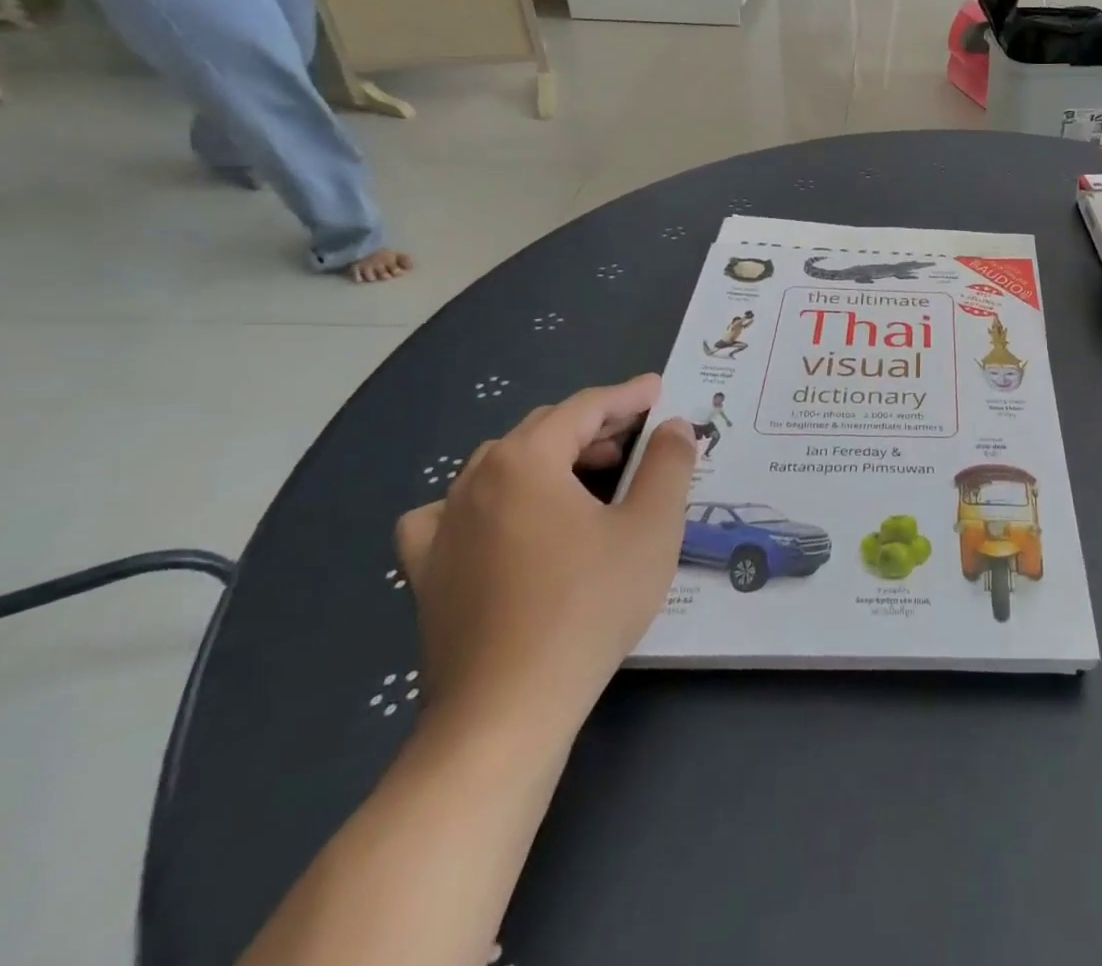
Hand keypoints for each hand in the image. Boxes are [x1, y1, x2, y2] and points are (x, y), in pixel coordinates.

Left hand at [394, 378, 695, 739]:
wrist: (507, 710)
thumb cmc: (589, 606)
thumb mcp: (652, 527)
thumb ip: (668, 465)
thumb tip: (673, 427)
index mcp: (526, 460)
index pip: (583, 408)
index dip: (627, 396)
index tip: (658, 390)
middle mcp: (474, 480)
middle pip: (542, 431)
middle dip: (593, 426)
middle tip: (637, 438)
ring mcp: (443, 527)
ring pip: (501, 467)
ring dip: (550, 460)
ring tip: (589, 478)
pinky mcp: (427, 572)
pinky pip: (451, 515)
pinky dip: (485, 503)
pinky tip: (501, 523)